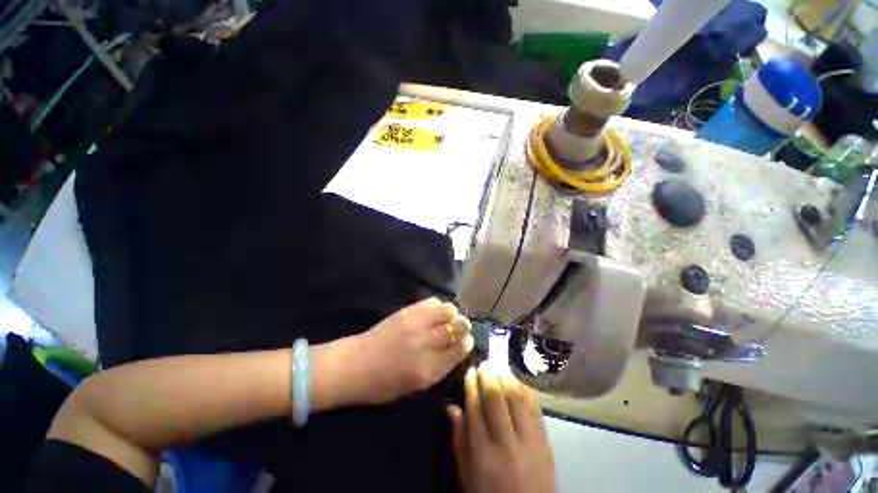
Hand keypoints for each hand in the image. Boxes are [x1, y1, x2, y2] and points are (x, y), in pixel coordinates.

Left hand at [341, 297, 473, 405]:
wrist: (355, 366)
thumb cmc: (383, 384)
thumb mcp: (415, 386)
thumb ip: (439, 367)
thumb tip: (455, 348)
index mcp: (429, 370)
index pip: (461, 348)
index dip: (467, 342)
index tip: (466, 341)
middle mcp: (426, 344)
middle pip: (459, 326)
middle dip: (464, 325)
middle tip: (459, 327)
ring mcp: (416, 325)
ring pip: (448, 309)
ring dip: (451, 313)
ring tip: (446, 318)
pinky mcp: (406, 312)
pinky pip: (432, 302)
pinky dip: (437, 306)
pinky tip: (432, 313)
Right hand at [447, 367, 554, 492]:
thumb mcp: (467, 476)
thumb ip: (459, 441)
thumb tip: (452, 408)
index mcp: (483, 453)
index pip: (475, 408)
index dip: (471, 386)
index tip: (470, 370)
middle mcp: (506, 443)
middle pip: (495, 400)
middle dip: (488, 376)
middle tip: (485, 363)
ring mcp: (529, 442)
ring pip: (516, 399)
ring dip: (507, 378)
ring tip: (500, 365)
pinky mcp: (545, 442)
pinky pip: (536, 409)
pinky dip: (527, 390)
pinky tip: (520, 379)